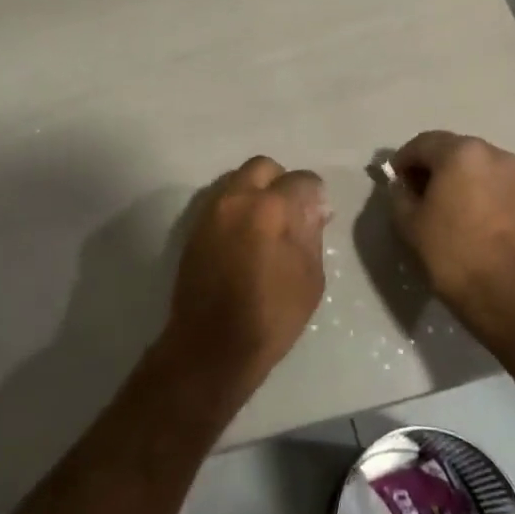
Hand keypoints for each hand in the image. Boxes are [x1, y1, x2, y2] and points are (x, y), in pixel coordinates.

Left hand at [161, 157, 329, 395]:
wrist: (210, 346)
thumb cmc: (270, 317)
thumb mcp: (309, 278)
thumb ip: (312, 233)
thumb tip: (315, 208)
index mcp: (270, 208)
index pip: (301, 179)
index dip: (315, 193)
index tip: (319, 212)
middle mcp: (236, 198)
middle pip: (263, 167)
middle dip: (281, 181)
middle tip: (292, 211)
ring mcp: (211, 211)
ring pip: (238, 180)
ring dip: (256, 192)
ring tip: (268, 225)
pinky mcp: (195, 228)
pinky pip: (221, 201)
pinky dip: (237, 207)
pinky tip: (246, 237)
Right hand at [389, 132, 514, 328]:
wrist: (509, 296)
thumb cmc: (452, 253)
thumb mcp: (409, 223)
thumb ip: (399, 194)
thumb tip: (403, 185)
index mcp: (463, 152)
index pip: (423, 144)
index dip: (403, 160)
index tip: (394, 180)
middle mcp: (496, 154)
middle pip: (454, 151)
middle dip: (433, 167)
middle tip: (416, 193)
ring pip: (479, 167)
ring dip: (459, 179)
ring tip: (446, 207)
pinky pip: (498, 185)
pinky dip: (481, 193)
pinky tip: (472, 219)